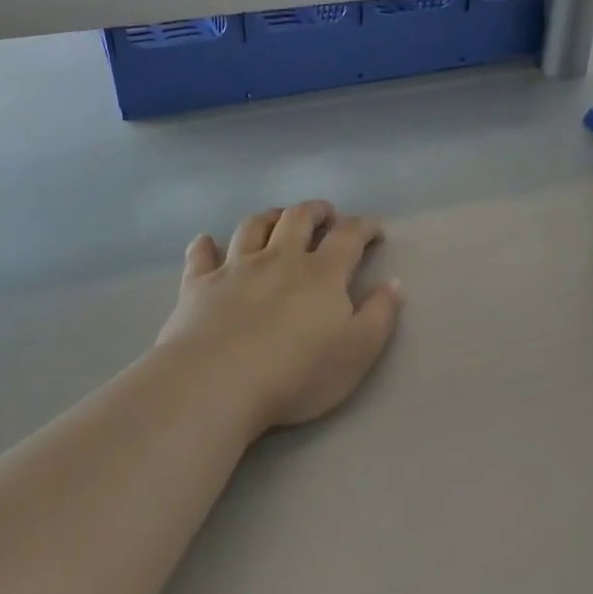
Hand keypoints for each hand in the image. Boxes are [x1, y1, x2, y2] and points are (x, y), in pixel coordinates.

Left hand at [157, 201, 402, 433]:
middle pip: (298, 218)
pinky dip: (205, 245)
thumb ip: (380, 315)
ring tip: (277, 218)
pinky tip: (206, 243)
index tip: (374, 230)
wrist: (218, 383)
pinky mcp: (198, 285)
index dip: (364, 227)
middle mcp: (279, 259)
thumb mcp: (358, 351)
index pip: (349, 236)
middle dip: (316, 210)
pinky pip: (200, 255)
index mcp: (322, 273)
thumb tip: (394, 283)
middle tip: (325, 214)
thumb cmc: (297, 373)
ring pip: (252, 227)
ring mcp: (235, 268)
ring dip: (268, 217)